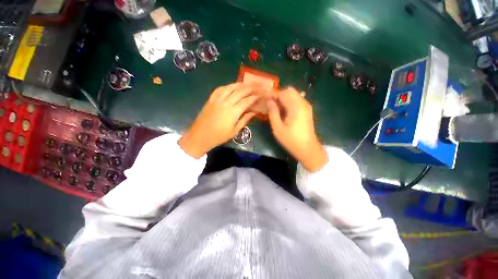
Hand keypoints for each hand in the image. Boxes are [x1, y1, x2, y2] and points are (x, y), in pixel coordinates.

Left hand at [179, 83, 258, 158]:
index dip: (255, 97)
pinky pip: (220, 89)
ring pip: (230, 87)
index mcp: (233, 112)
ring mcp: (217, 99)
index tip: (261, 95)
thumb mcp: (234, 131)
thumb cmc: (219, 136)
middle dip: (250, 88)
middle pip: (240, 91)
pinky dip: (228, 86)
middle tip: (257, 85)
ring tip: (247, 83)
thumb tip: (253, 112)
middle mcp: (226, 103)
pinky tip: (232, 86)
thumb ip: (245, 119)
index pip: (247, 101)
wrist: (200, 136)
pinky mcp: (211, 99)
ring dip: (240, 84)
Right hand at [267, 87, 327, 171]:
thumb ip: (273, 113)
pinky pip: (296, 100)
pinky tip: (283, 111)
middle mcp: (303, 103)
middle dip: (278, 95)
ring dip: (283, 98)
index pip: (283, 93)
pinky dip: (288, 102)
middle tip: (270, 104)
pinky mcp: (307, 110)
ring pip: (293, 95)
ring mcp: (306, 106)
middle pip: (289, 91)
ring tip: (275, 108)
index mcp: (296, 107)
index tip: (264, 98)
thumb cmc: (291, 140)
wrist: (307, 149)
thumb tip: (269, 101)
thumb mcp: (278, 128)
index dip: (273, 94)